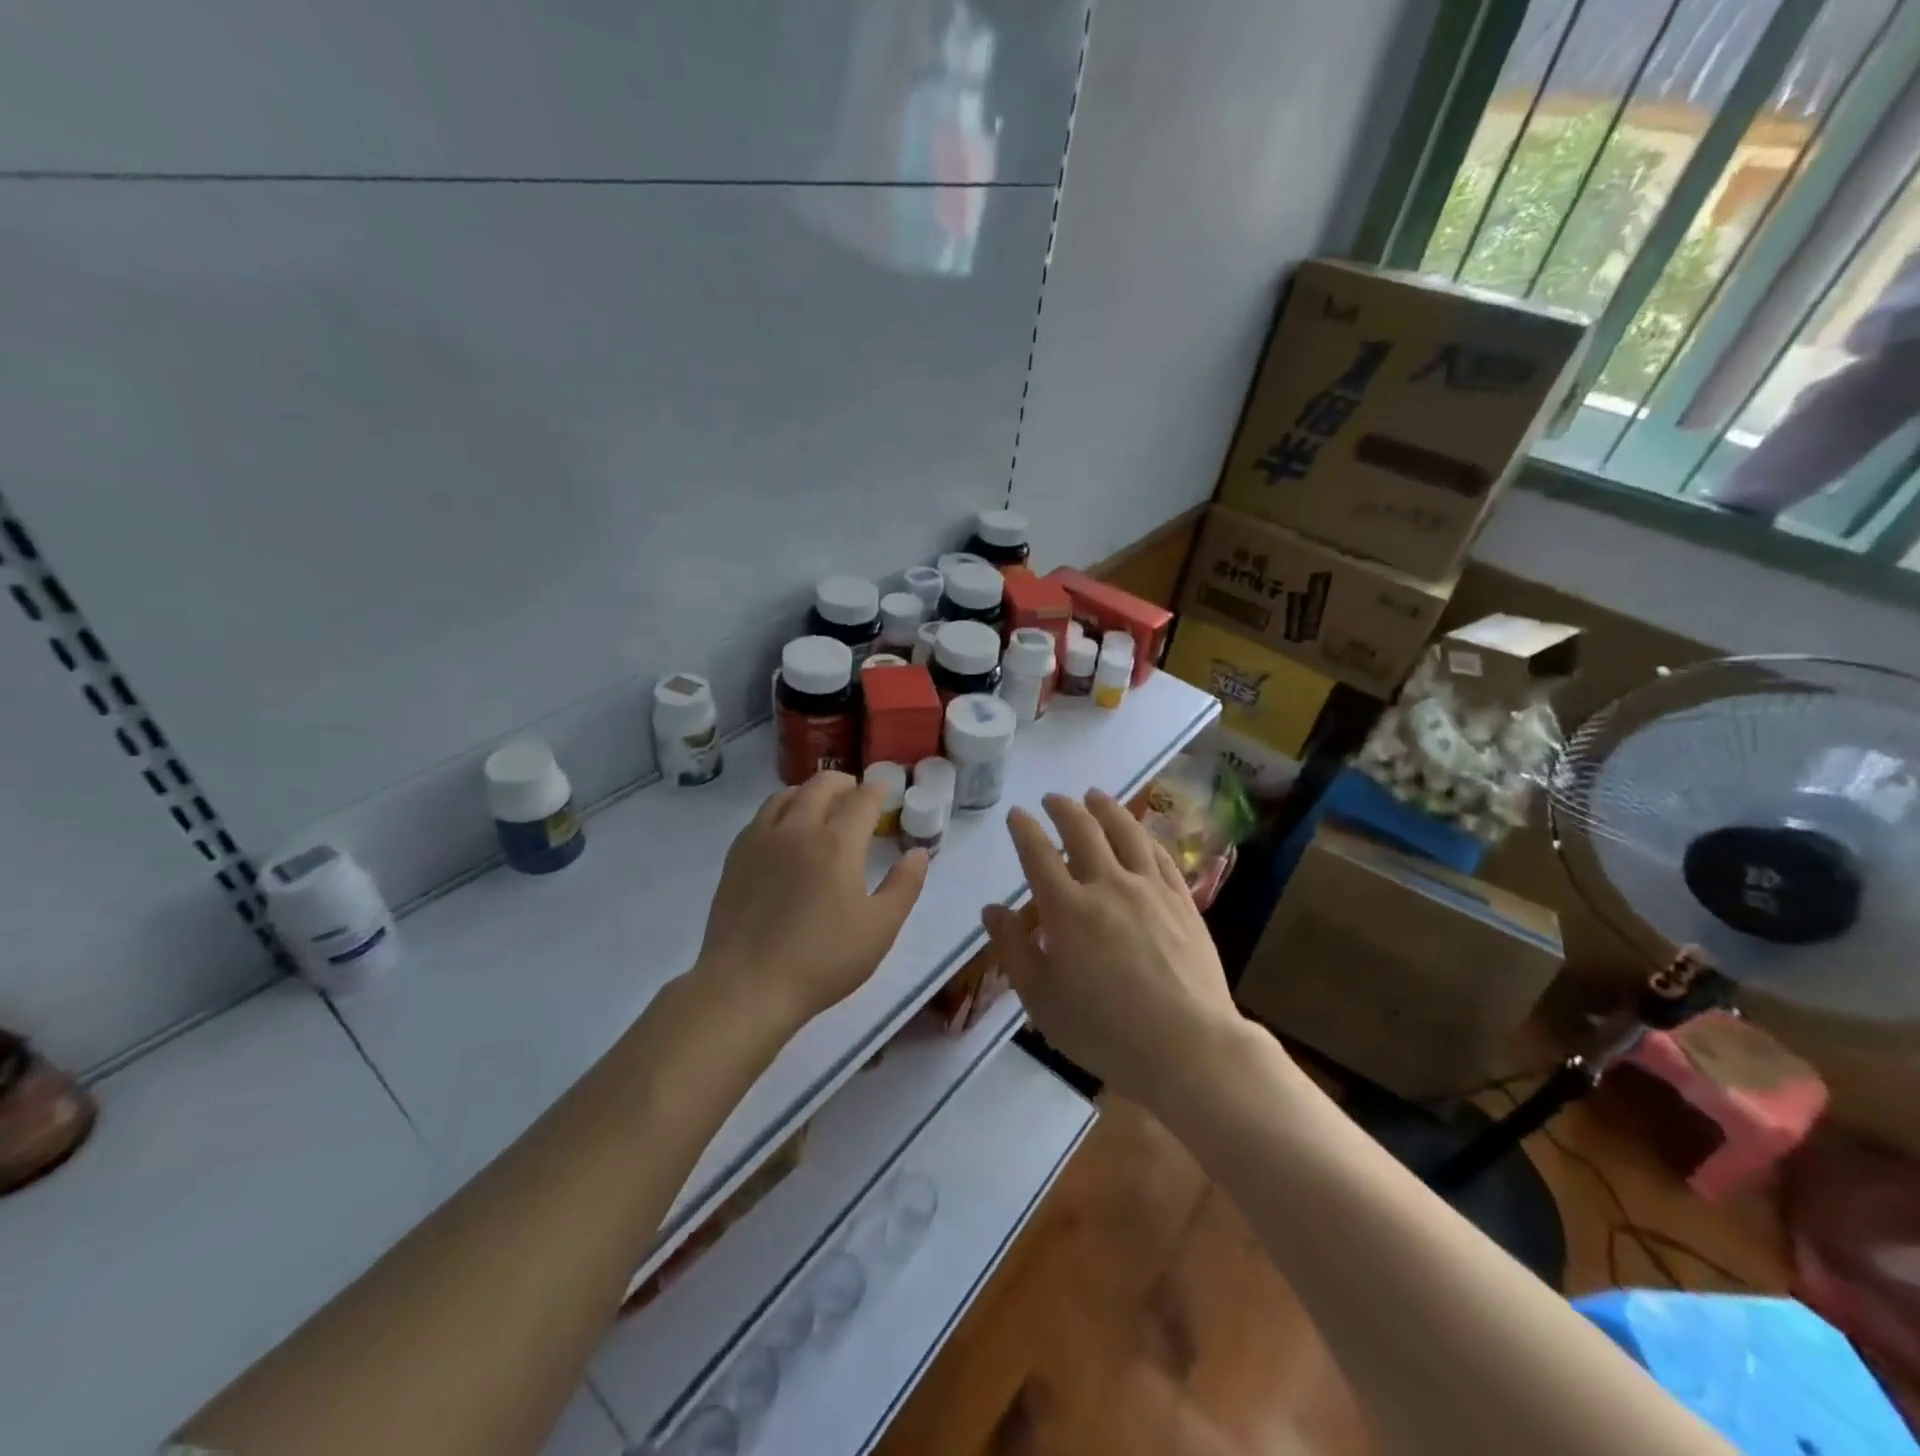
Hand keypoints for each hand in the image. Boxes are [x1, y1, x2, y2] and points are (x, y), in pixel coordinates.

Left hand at [696, 773, 927, 1029]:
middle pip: (821, 785)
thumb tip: (917, 853)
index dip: (877, 790)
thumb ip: (905, 886)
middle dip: (844, 783)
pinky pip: (761, 816)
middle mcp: (799, 828)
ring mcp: (762, 839)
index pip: (862, 799)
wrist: (748, 985)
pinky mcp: (736, 857)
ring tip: (819, 805)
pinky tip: (784, 831)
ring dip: (809, 791)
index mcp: (838, 842)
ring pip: (786, 795)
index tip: (885, 791)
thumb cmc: (823, 959)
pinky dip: (781, 810)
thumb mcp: (880, 928)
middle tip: (855, 793)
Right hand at [981, 790, 1244, 1110]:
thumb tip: (992, 909)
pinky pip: (1160, 855)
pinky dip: (1144, 836)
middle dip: (1063, 809)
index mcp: (1067, 909)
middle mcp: (1107, 885)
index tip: (1016, 814)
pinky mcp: (1182, 901)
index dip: (1024, 829)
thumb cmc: (1104, 1031)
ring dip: (1106, 809)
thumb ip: (1013, 949)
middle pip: (1082, 831)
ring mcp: (1150, 889)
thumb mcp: (1041, 999)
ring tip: (1095, 796)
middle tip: (1053, 798)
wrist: (1188, 1047)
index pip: (1038, 854)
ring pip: (1126, 832)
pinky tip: (1140, 833)